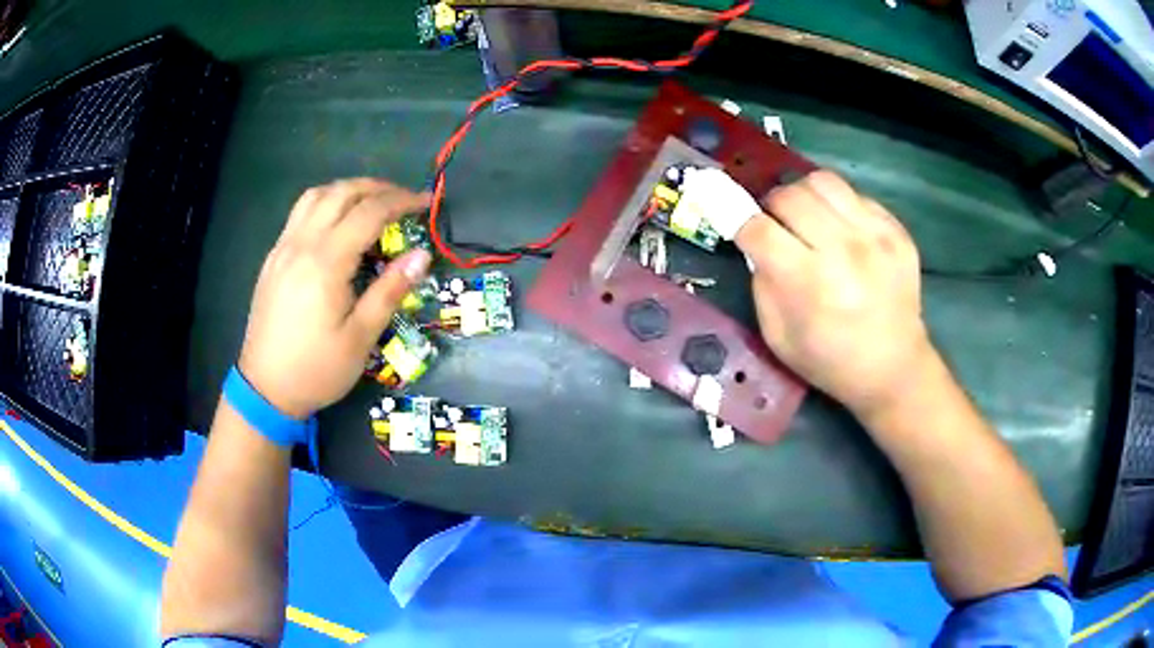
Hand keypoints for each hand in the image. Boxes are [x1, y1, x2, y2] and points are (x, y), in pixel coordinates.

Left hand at [238, 179, 431, 418]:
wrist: (265, 389)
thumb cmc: (317, 369)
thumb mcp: (360, 337)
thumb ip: (390, 291)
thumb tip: (422, 255)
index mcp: (326, 262)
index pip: (369, 212)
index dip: (402, 201)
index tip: (427, 203)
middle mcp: (301, 244)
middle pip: (341, 193)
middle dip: (377, 188)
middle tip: (403, 199)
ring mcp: (282, 248)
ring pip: (316, 196)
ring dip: (347, 190)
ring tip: (371, 202)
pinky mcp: (273, 258)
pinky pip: (299, 213)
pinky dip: (325, 203)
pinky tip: (336, 224)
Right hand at [735, 170, 935, 418]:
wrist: (894, 368)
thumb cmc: (830, 361)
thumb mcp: (778, 337)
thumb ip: (763, 284)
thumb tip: (757, 243)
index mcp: (810, 283)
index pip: (758, 228)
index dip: (737, 218)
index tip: (732, 217)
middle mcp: (844, 251)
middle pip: (789, 196)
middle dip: (772, 207)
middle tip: (776, 225)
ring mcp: (876, 236)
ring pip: (823, 182)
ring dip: (804, 196)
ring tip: (808, 217)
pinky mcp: (897, 231)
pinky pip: (855, 195)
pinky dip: (838, 207)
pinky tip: (842, 232)